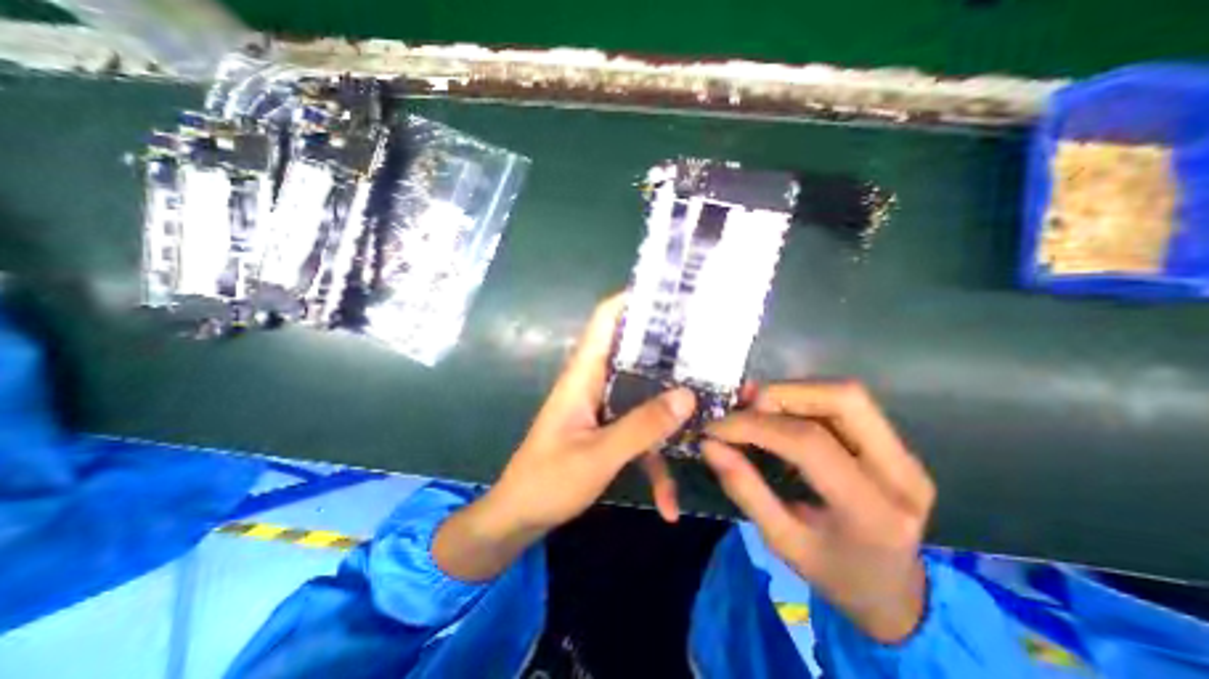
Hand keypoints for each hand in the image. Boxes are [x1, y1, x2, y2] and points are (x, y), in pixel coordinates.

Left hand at [434, 293, 700, 581]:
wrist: (520, 517)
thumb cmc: (548, 481)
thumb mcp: (598, 455)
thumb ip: (641, 426)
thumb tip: (687, 395)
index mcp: (583, 375)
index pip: (605, 320)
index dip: (632, 301)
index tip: (671, 296)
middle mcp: (595, 383)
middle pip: (634, 353)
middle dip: (668, 351)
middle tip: (709, 349)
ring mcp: (603, 407)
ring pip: (643, 395)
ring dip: (670, 411)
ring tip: (710, 418)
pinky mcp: (609, 430)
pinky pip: (639, 433)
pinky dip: (654, 461)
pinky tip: (668, 503)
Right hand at [699, 381, 933, 641]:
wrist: (894, 592)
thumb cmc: (833, 573)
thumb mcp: (781, 541)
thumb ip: (744, 489)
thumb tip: (710, 445)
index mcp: (873, 512)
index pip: (809, 443)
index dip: (755, 426)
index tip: (715, 428)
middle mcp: (901, 473)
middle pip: (842, 399)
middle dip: (781, 395)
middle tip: (743, 411)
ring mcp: (905, 455)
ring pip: (844, 394)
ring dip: (791, 394)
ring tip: (756, 411)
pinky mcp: (895, 444)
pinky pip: (843, 404)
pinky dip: (801, 400)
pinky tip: (778, 415)